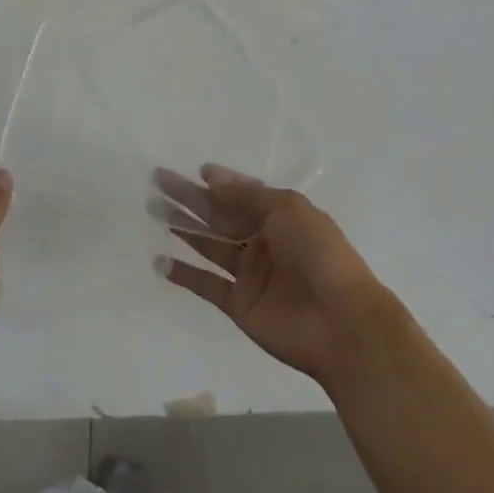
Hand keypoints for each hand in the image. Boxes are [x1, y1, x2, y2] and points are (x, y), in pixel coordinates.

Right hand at [156, 164, 393, 390]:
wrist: (340, 322)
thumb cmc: (318, 254)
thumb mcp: (288, 209)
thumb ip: (247, 195)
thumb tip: (210, 176)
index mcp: (279, 216)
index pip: (242, 194)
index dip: (220, 182)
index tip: (194, 170)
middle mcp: (262, 241)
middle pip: (219, 215)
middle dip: (190, 199)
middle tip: (158, 182)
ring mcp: (249, 274)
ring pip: (209, 245)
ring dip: (183, 229)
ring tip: (153, 210)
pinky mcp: (238, 304)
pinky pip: (206, 285)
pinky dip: (184, 275)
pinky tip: (161, 262)